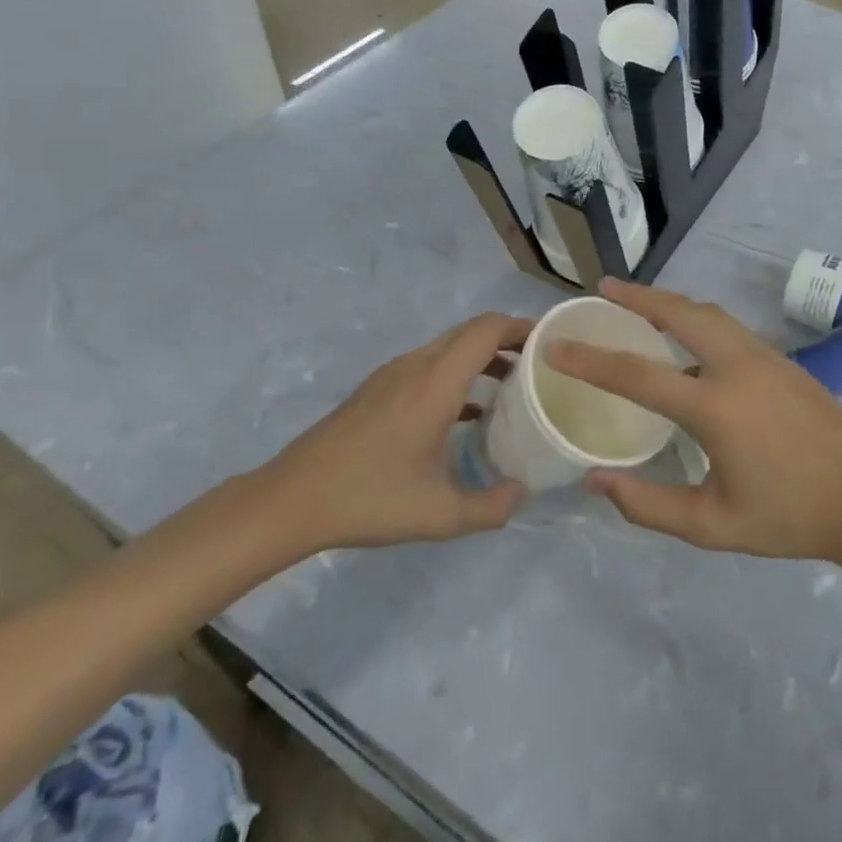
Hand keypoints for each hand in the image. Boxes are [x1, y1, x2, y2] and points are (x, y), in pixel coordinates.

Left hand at [255, 313, 530, 553]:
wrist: (293, 498)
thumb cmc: (370, 498)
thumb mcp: (439, 515)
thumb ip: (490, 506)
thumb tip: (521, 492)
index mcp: (437, 382)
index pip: (487, 329)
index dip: (521, 326)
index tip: (548, 342)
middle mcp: (417, 365)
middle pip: (470, 331)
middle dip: (507, 339)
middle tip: (537, 365)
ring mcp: (393, 374)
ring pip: (448, 346)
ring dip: (482, 355)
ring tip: (510, 385)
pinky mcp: (378, 389)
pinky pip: (429, 364)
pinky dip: (457, 372)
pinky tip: (466, 411)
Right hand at [548, 279, 841, 561]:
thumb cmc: (788, 515)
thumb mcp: (713, 525)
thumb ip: (649, 505)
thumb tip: (596, 480)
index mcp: (715, 406)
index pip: (638, 373)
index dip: (590, 359)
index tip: (556, 344)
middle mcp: (737, 366)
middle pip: (679, 312)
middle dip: (638, 296)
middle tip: (605, 288)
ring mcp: (763, 356)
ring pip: (707, 312)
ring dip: (669, 302)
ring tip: (639, 303)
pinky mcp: (780, 359)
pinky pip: (727, 325)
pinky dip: (696, 317)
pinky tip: (687, 336)